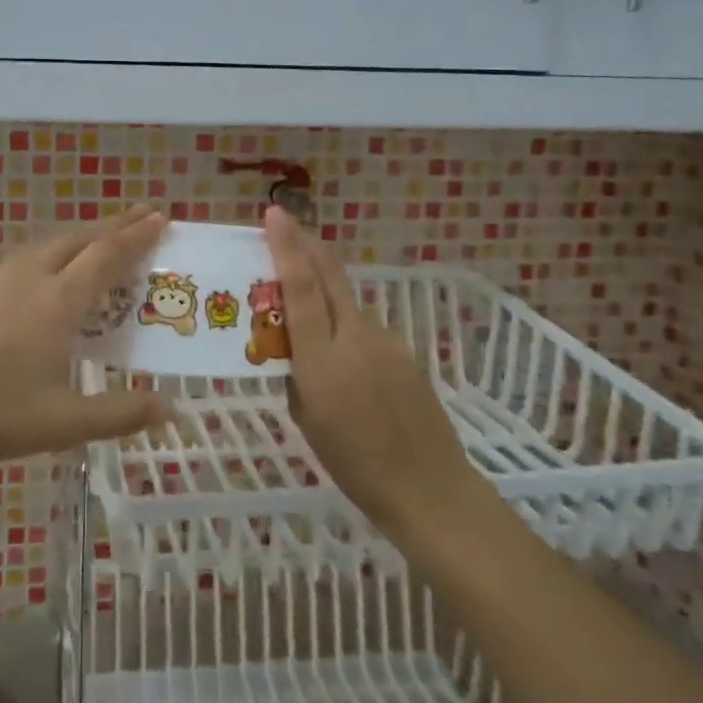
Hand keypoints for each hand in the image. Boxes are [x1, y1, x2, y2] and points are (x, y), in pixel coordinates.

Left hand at [0, 208, 174, 470]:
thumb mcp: (62, 423)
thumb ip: (118, 414)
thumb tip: (169, 409)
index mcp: (58, 302)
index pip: (106, 256)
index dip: (136, 237)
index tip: (161, 218)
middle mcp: (32, 279)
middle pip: (80, 238)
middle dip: (115, 225)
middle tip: (143, 216)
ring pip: (51, 243)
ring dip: (84, 235)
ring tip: (103, 238)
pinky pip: (29, 255)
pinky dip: (56, 250)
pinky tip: (49, 269)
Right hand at [264, 207, 488, 535]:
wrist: (428, 488)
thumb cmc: (354, 464)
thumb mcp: (306, 420)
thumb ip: (294, 375)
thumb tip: (289, 348)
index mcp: (322, 360)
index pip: (302, 288)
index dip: (287, 248)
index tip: (274, 214)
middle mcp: (356, 338)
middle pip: (331, 275)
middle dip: (306, 243)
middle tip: (284, 225)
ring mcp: (386, 341)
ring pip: (347, 300)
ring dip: (322, 286)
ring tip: (301, 300)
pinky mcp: (404, 351)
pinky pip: (364, 326)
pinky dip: (343, 322)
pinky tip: (341, 352)